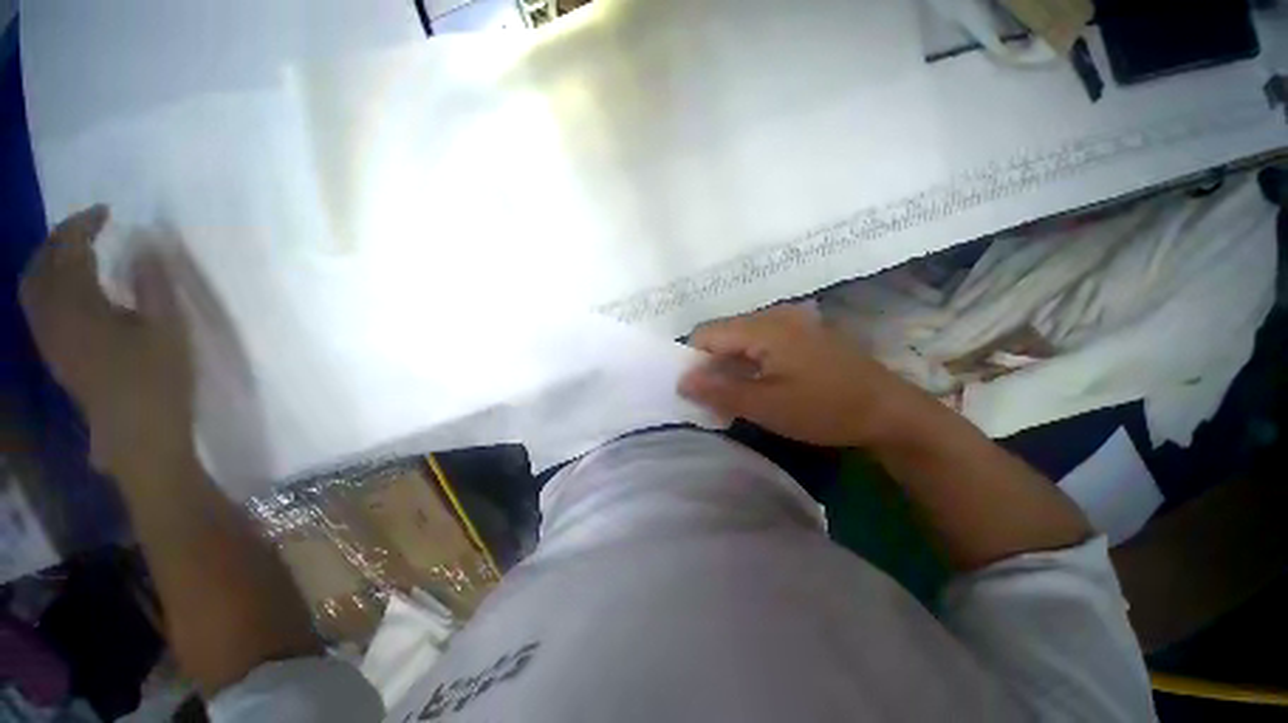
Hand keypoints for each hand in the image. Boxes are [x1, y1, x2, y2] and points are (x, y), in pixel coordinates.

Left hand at [20, 206, 194, 481]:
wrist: (138, 434)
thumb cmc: (158, 379)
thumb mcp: (168, 329)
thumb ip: (154, 283)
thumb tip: (145, 243)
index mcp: (79, 307)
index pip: (69, 251)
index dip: (84, 225)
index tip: (107, 212)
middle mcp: (53, 317)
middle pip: (40, 265)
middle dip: (59, 238)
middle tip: (87, 226)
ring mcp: (49, 338)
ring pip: (32, 286)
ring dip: (48, 260)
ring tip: (74, 251)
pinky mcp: (54, 353)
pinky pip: (36, 306)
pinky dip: (46, 284)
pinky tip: (67, 286)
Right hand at [679, 304, 934, 447]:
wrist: (890, 412)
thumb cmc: (825, 409)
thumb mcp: (766, 406)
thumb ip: (718, 391)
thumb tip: (681, 381)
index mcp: (764, 327)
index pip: (707, 334)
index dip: (693, 361)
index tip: (696, 391)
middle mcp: (775, 315)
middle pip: (724, 334)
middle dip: (712, 365)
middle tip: (715, 399)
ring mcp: (792, 322)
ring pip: (742, 339)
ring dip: (731, 365)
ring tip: (736, 395)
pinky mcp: (803, 334)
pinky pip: (762, 342)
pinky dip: (751, 363)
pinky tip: (759, 384)